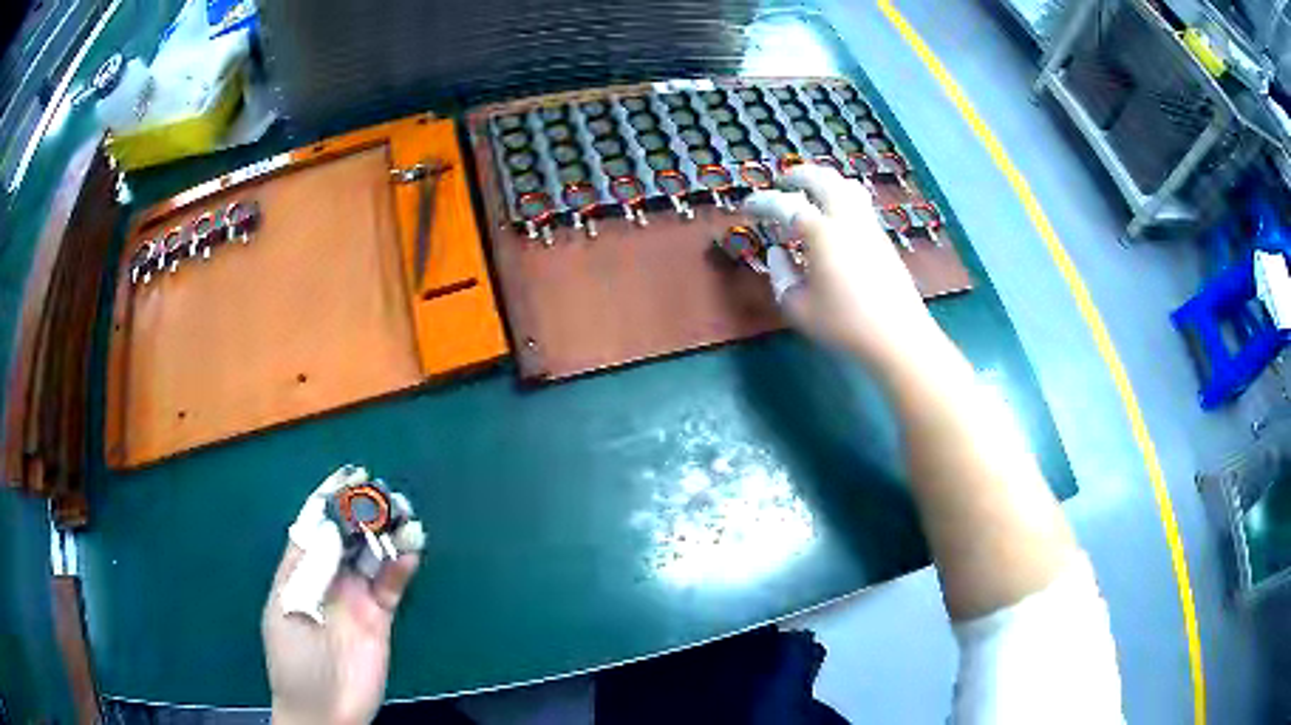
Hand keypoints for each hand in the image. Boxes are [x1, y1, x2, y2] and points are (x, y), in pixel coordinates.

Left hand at [262, 470, 420, 724]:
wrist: (325, 710)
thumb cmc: (296, 660)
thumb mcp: (290, 609)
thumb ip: (309, 569)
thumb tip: (330, 526)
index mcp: (298, 574)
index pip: (312, 528)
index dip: (328, 501)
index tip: (347, 475)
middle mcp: (327, 580)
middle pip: (346, 538)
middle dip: (361, 513)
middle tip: (383, 492)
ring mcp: (354, 599)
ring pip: (371, 557)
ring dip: (385, 535)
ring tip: (403, 514)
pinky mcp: (379, 619)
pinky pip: (391, 586)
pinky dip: (400, 568)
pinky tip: (410, 552)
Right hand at [744, 165, 942, 370]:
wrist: (899, 337)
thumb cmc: (844, 325)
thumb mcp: (798, 308)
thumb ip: (781, 276)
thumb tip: (777, 252)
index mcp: (822, 233)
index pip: (785, 205)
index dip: (762, 202)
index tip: (746, 206)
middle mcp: (847, 219)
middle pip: (823, 179)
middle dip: (798, 175)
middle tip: (781, 182)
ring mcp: (869, 226)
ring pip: (846, 185)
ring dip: (824, 180)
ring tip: (810, 191)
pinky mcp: (883, 238)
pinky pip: (859, 202)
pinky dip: (840, 196)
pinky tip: (834, 216)